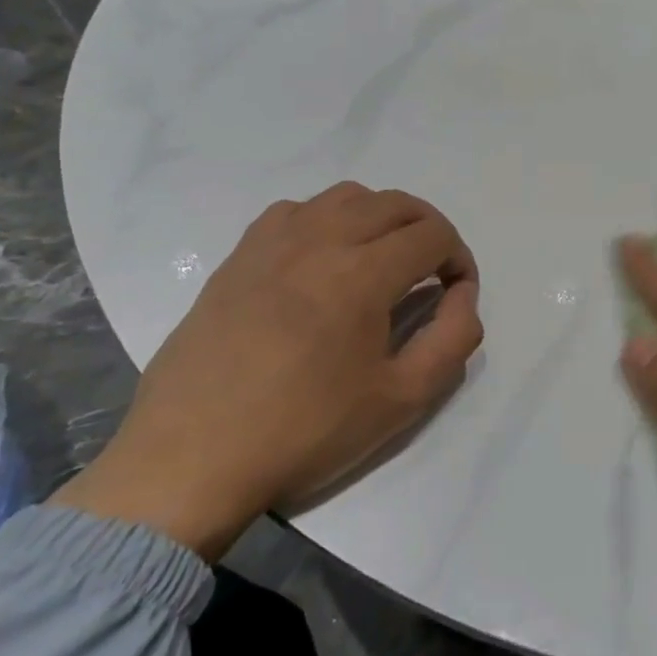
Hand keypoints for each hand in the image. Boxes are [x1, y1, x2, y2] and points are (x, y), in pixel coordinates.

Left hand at [54, 184, 482, 559]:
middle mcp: (319, 240)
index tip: (457, 293)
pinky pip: (295, 211)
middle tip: (433, 271)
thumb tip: (463, 295)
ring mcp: (272, 243)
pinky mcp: (238, 256)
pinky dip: (327, 220)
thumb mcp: (402, 399)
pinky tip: (323, 259)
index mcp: (362, 273)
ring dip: (380, 217)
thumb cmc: (305, 432)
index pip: (433, 234)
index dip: (459, 258)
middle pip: (395, 203)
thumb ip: (453, 339)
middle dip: (428, 229)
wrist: (193, 458)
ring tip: (383, 258)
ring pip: (346, 196)